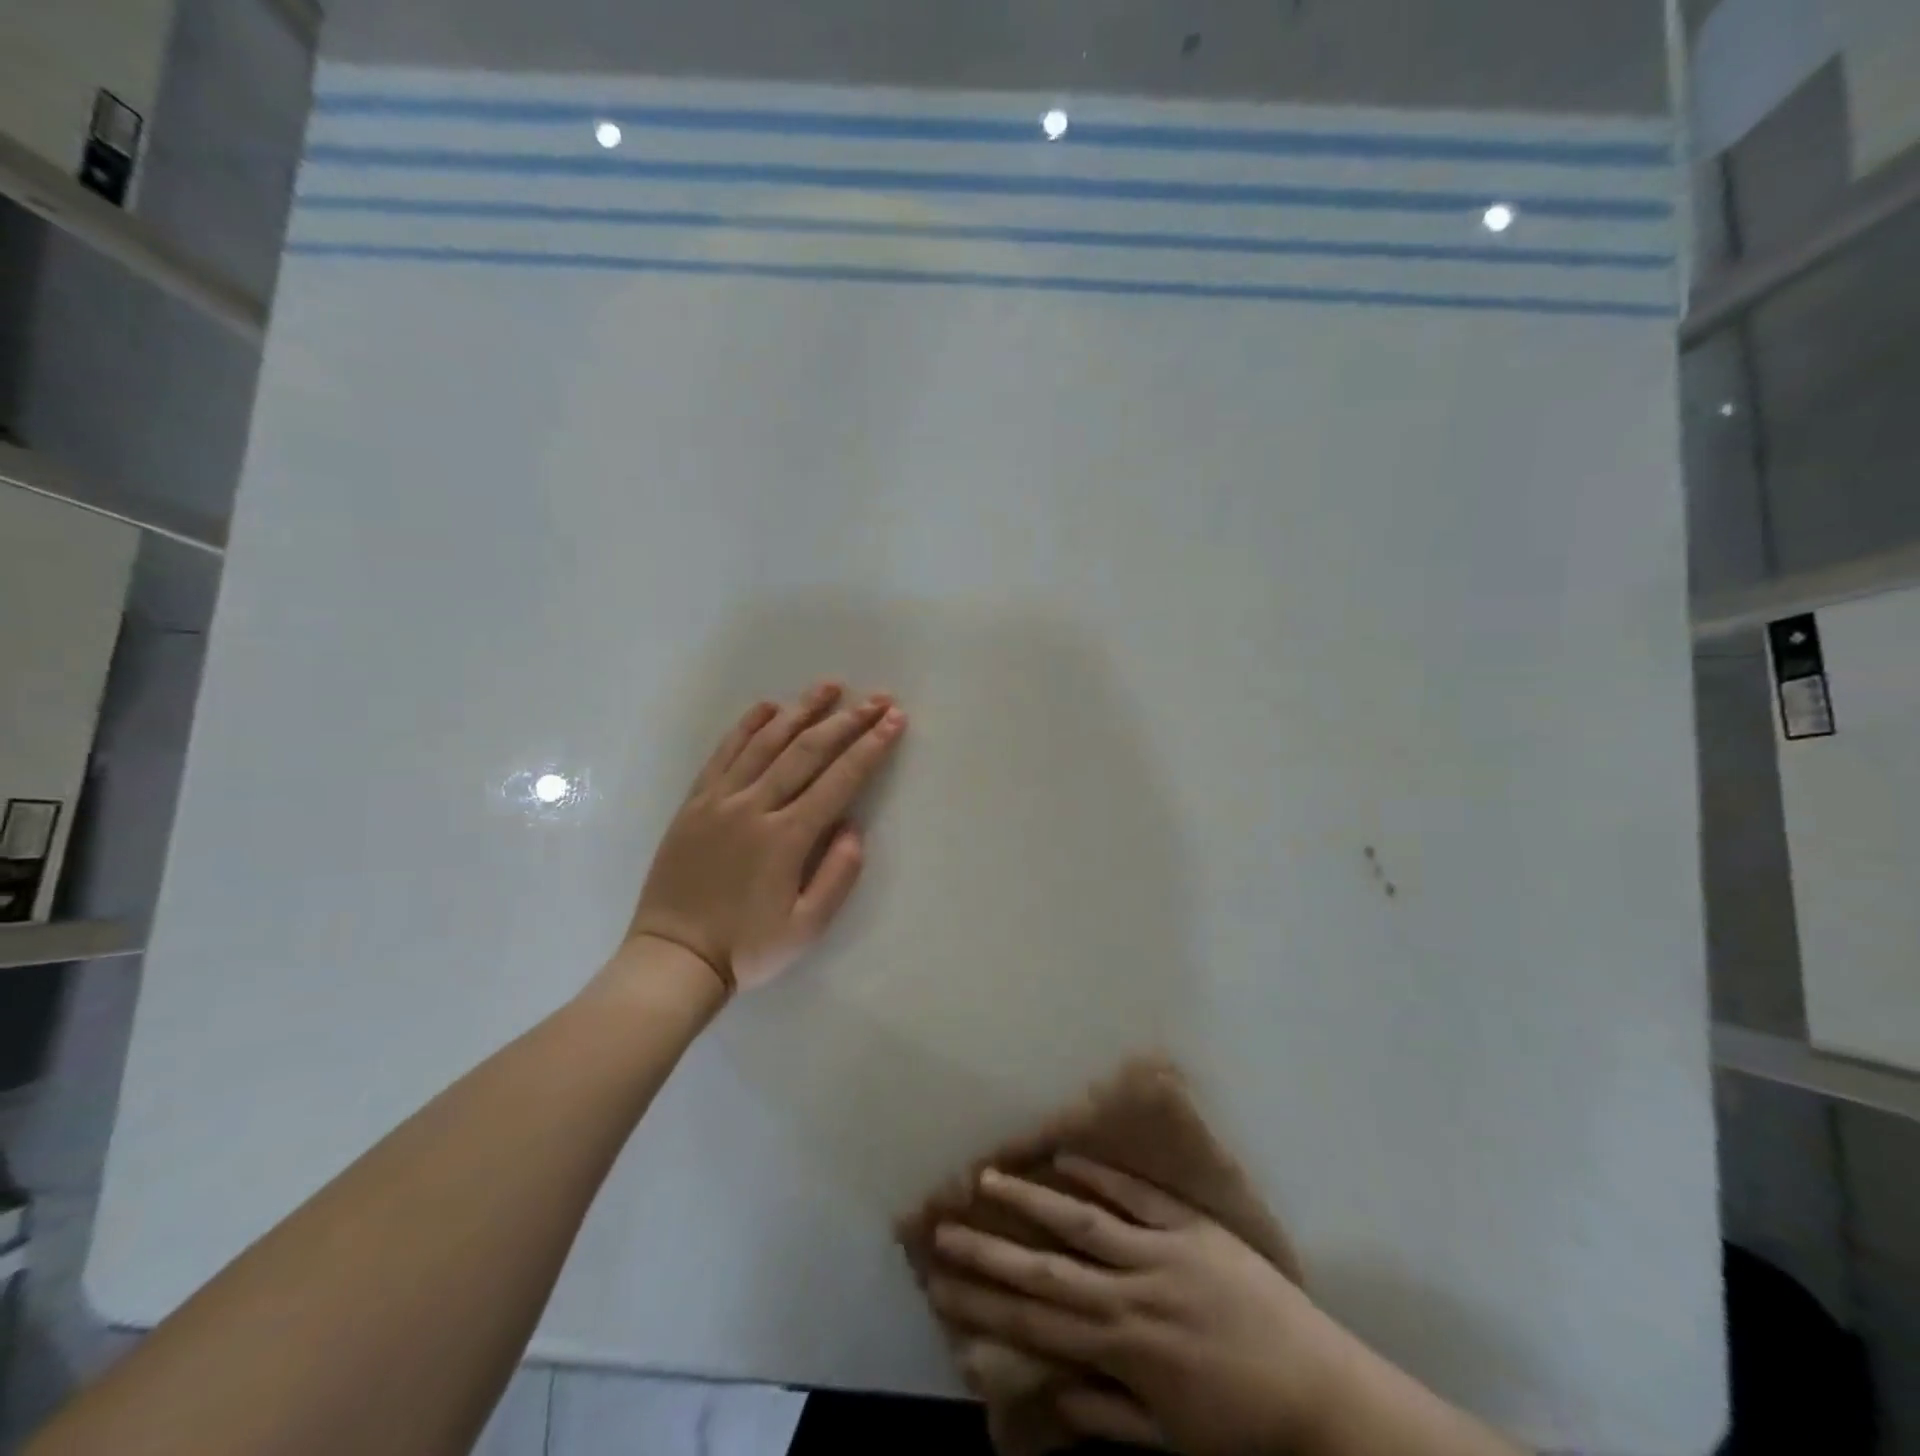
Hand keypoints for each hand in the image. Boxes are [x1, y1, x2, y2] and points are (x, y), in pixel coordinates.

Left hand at [627, 681, 906, 992]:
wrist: (673, 958)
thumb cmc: (746, 948)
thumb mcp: (806, 928)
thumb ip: (837, 876)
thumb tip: (853, 828)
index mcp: (786, 838)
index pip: (839, 780)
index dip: (871, 747)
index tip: (894, 719)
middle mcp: (754, 807)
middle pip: (807, 751)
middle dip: (846, 721)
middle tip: (876, 698)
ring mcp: (720, 801)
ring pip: (765, 743)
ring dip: (800, 710)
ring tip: (828, 686)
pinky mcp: (694, 803)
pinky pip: (723, 754)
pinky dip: (746, 726)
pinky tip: (766, 707)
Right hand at [927, 1157, 1344, 1455]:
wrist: (1321, 1392)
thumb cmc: (1243, 1426)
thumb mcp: (1171, 1440)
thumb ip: (1107, 1414)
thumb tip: (1051, 1390)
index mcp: (1122, 1350)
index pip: (1037, 1325)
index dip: (986, 1306)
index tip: (942, 1286)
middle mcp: (1130, 1294)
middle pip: (1046, 1269)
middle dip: (990, 1251)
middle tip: (943, 1230)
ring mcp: (1159, 1251)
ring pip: (1081, 1219)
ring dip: (1032, 1199)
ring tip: (988, 1177)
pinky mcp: (1189, 1225)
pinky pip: (1135, 1194)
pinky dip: (1098, 1174)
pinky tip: (1063, 1156)